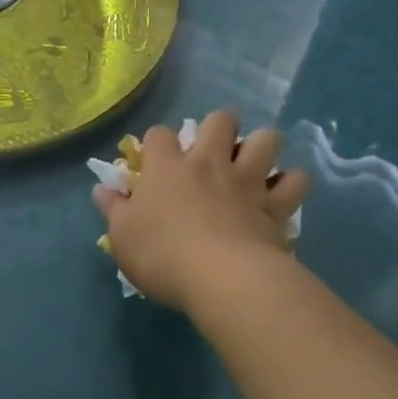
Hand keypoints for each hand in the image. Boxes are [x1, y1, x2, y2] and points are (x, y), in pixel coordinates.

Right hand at [93, 109, 309, 313]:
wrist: (223, 278)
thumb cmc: (163, 256)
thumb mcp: (123, 238)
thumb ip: (114, 209)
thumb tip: (102, 189)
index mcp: (168, 168)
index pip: (159, 135)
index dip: (157, 142)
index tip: (156, 159)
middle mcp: (209, 163)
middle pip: (221, 120)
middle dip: (221, 125)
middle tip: (217, 147)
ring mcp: (247, 180)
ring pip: (265, 140)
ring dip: (261, 145)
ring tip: (255, 161)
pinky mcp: (276, 204)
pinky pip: (295, 181)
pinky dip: (291, 182)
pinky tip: (282, 192)